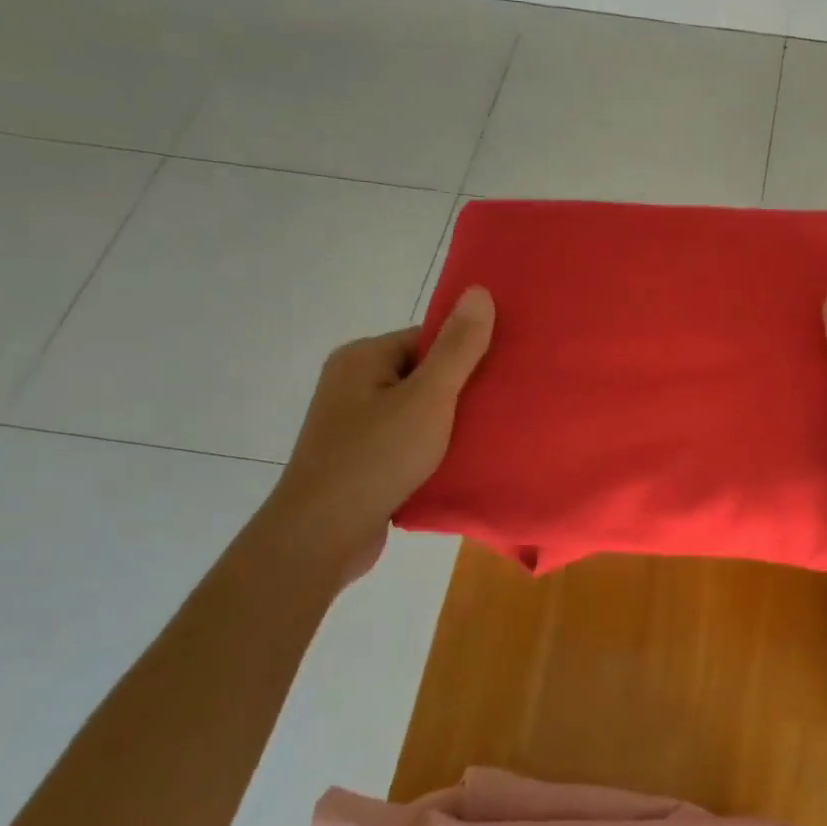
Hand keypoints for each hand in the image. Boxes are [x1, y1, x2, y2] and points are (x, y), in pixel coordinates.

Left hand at [259, 287, 495, 584]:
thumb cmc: (376, 457)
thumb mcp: (428, 397)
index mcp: (363, 358)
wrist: (322, 534)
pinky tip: (462, 460)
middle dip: (462, 389)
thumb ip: (457, 348)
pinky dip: (433, 447)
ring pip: (417, 410)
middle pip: (423, 373)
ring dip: (450, 422)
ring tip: (490, 432)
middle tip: (503, 404)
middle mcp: (353, 383)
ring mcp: (353, 423)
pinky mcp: (360, 458)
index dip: (466, 352)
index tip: (503, 371)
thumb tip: (479, 291)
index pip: (427, 338)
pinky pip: (407, 440)